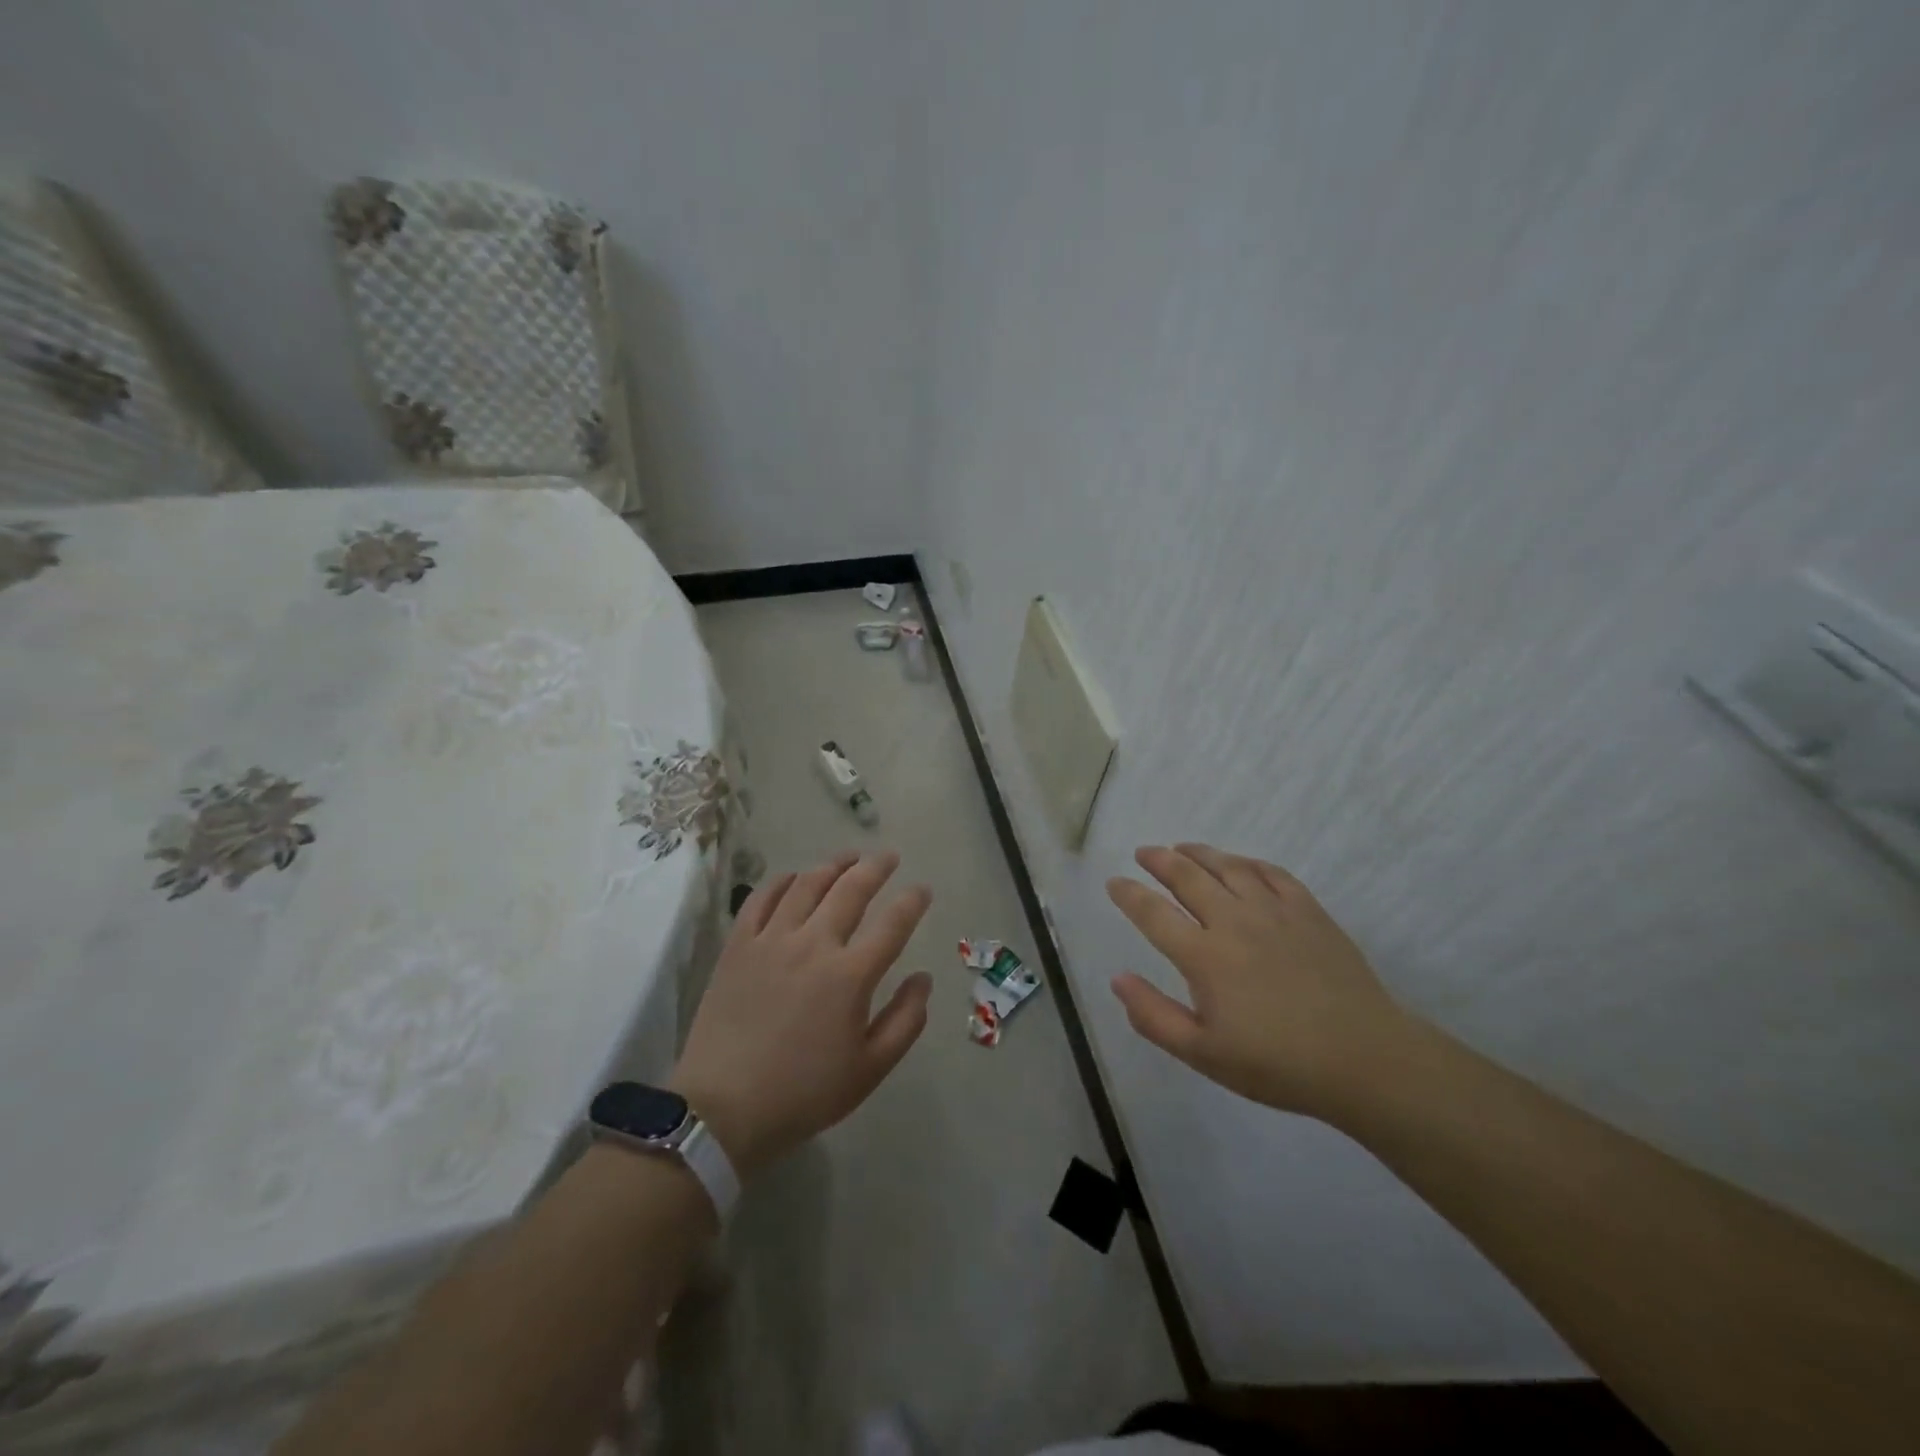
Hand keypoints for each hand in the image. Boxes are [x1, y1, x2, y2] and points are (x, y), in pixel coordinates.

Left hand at [671, 851, 932, 1176]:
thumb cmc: (804, 1093)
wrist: (722, 1109)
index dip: (913, 901)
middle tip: (889, 856)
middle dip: (876, 867)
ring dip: (833, 865)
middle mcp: (813, 944)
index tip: (923, 889)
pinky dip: (782, 881)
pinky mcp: (738, 946)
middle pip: (851, 889)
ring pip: (807, 885)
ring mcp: (771, 940)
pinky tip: (794, 877)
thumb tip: (924, 978)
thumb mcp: (869, 1069)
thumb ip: (905, 1020)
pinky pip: (761, 899)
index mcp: (850, 975)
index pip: (893, 924)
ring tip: (849, 857)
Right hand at [1106, 843, 1412, 1120]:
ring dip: (1199, 853)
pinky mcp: (1308, 911)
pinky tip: (1240, 864)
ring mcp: (1274, 911)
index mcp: (1204, 956)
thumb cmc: (1277, 1064)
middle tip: (1144, 852)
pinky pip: (1272, 873)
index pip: (1153, 913)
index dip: (1129, 894)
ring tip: (1182, 847)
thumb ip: (1154, 1016)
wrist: (1365, 1059)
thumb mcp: (1204, 1054)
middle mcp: (1234, 922)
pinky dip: (1248, 862)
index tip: (1114, 882)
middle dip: (1159, 860)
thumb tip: (1118, 979)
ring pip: (1228, 867)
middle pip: (1187, 877)